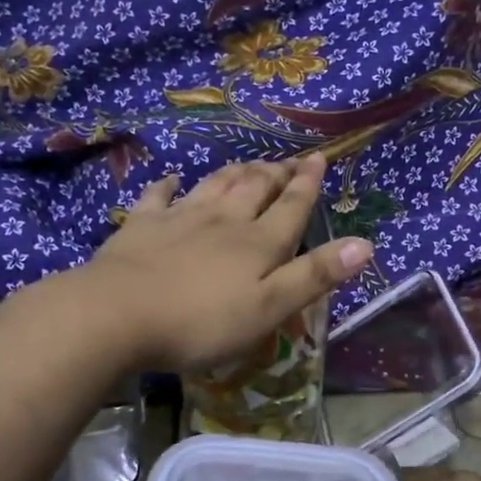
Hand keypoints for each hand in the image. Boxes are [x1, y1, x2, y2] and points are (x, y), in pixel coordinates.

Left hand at [78, 154, 372, 372]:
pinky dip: (169, 186)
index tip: (318, 158)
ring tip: (248, 163)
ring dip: (234, 172)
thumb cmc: (200, 321)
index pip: (291, 206)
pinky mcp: (140, 227)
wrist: (116, 315)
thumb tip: (364, 244)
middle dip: (275, 173)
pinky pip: (158, 197)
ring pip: (214, 185)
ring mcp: (179, 219)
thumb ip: (314, 276)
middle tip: (288, 160)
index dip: (307, 183)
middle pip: (254, 187)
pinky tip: (172, 180)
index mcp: (258, 243)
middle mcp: (223, 220)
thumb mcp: (269, 308)